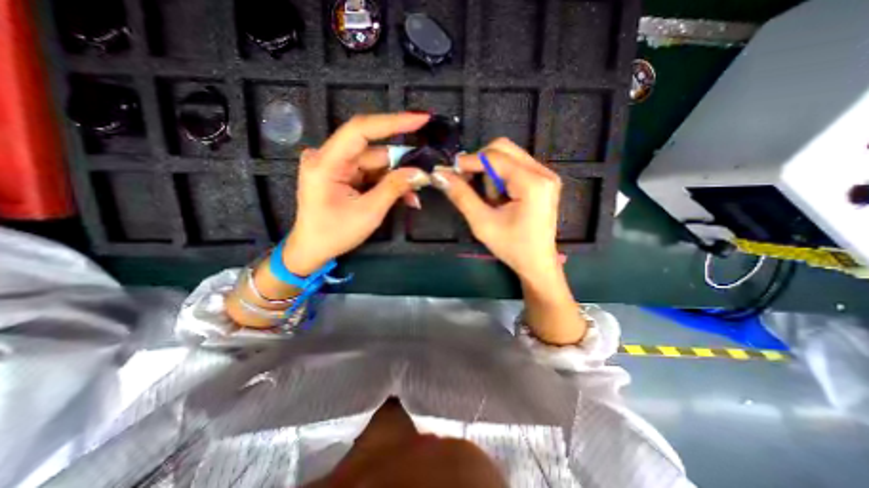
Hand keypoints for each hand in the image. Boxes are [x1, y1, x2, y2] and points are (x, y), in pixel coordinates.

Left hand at [285, 111, 430, 275]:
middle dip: (402, 163)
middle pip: (373, 150)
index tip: (421, 119)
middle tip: (426, 172)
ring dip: (398, 178)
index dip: (393, 122)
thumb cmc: (335, 234)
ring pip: (376, 163)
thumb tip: (420, 173)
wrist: (313, 250)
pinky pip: (372, 173)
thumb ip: (394, 188)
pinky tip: (405, 196)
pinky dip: (388, 184)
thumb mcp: (369, 212)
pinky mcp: (343, 174)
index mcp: (326, 163)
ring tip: (415, 194)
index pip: (361, 129)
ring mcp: (336, 165)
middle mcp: (329, 157)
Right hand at [432, 138, 562, 281]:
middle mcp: (543, 172)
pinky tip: (498, 197)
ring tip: (490, 200)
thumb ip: (461, 196)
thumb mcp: (482, 223)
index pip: (495, 157)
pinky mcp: (542, 180)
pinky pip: (514, 166)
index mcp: (532, 183)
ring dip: (490, 172)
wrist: (537, 263)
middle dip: (480, 163)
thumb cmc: (511, 247)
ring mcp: (545, 175)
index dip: (469, 160)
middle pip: (504, 148)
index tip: (449, 170)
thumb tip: (439, 175)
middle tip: (466, 182)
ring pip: (508, 156)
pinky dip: (499, 176)